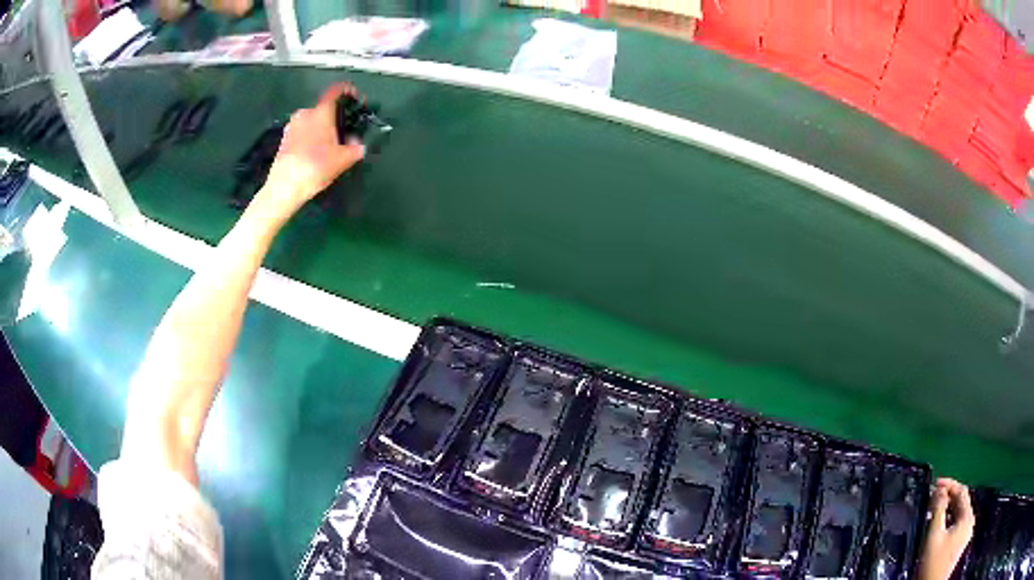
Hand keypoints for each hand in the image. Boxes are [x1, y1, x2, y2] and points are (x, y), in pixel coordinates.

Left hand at [258, 83, 365, 219]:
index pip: (336, 91)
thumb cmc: (316, 166)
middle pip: (324, 109)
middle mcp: (305, 113)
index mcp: (321, 112)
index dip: (348, 91)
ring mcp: (292, 126)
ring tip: (330, 146)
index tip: (356, 99)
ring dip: (322, 129)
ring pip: (312, 122)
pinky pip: (303, 133)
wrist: (284, 187)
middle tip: (344, 132)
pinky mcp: (284, 140)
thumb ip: (355, 148)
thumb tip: (358, 144)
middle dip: (335, 117)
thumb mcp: (344, 159)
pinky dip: (311, 138)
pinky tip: (315, 154)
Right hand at [919, 478, 974, 579]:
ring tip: (935, 509)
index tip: (936, 483)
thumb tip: (939, 491)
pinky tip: (940, 525)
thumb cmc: (933, 563)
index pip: (961, 491)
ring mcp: (966, 534)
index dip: (949, 485)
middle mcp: (970, 522)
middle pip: (961, 502)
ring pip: (959, 514)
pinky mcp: (960, 543)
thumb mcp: (934, 536)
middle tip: (934, 496)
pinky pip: (957, 524)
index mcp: (967, 517)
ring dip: (948, 509)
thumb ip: (938, 510)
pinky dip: (949, 520)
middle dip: (948, 497)